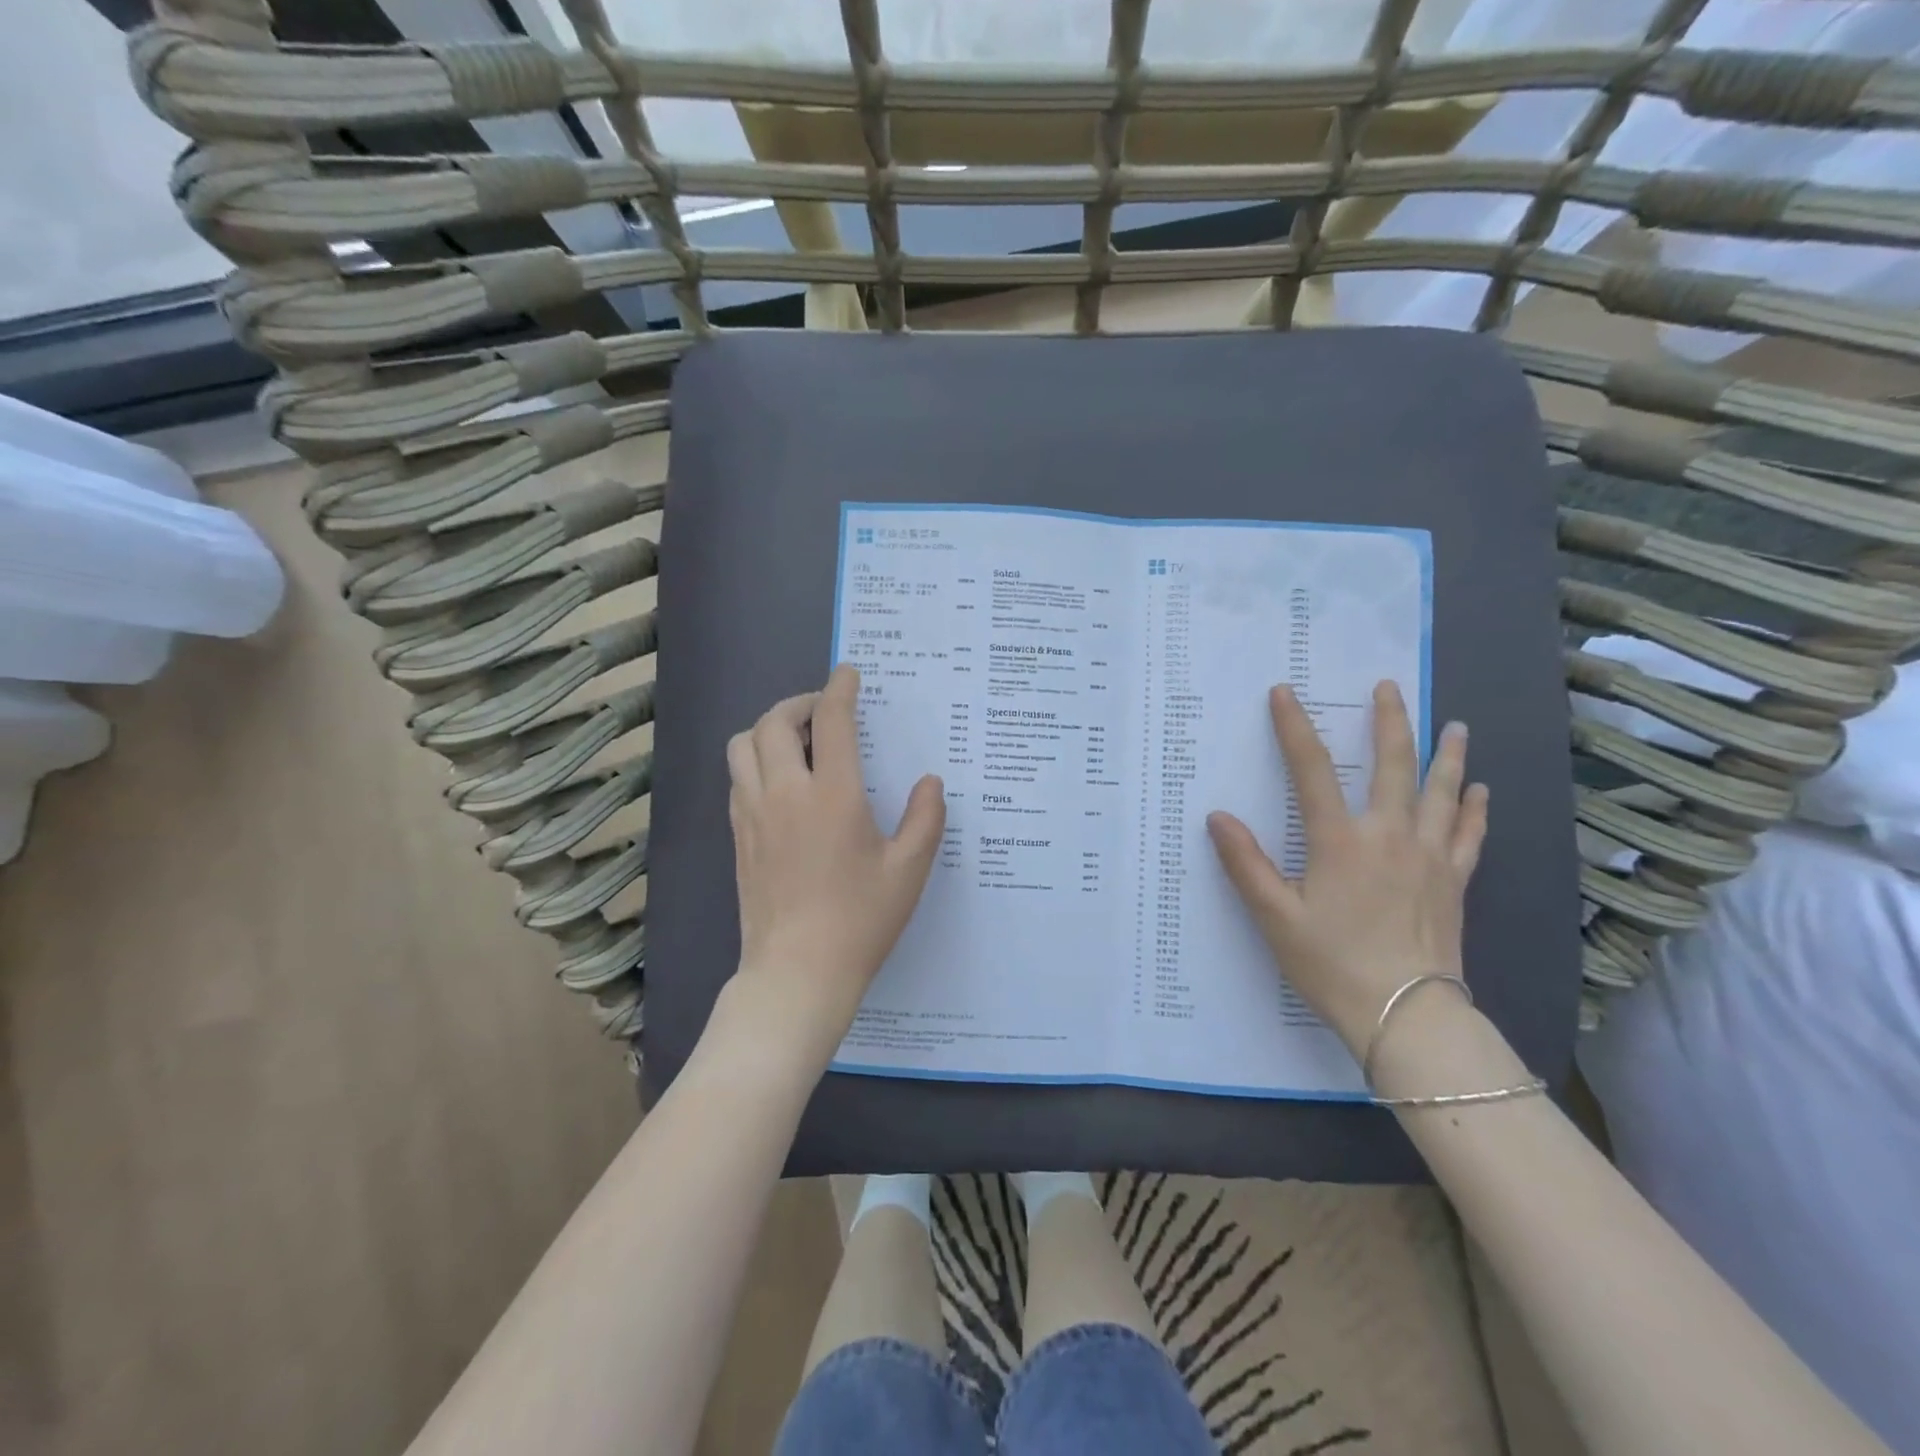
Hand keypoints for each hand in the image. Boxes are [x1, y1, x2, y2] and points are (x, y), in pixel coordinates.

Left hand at [726, 664, 945, 1054]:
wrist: (797, 973)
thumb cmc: (860, 921)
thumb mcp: (909, 870)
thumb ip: (926, 818)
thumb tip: (930, 782)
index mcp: (833, 795)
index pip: (831, 721)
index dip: (839, 689)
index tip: (848, 674)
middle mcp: (786, 793)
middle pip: (774, 723)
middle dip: (798, 703)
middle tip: (823, 711)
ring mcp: (754, 815)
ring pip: (742, 746)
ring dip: (768, 730)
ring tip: (796, 742)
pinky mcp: (738, 837)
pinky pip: (737, 779)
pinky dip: (754, 762)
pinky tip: (780, 784)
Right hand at [1205, 681, 1487, 1056]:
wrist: (1407, 1016)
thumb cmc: (1331, 963)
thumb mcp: (1274, 916)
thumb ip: (1245, 864)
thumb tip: (1218, 817)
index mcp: (1340, 841)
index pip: (1312, 770)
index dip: (1295, 728)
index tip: (1285, 692)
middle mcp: (1389, 836)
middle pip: (1394, 766)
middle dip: (1389, 722)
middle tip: (1389, 687)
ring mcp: (1429, 858)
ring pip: (1442, 792)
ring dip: (1446, 754)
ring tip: (1454, 725)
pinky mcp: (1454, 882)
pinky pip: (1468, 835)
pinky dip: (1473, 809)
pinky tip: (1479, 791)